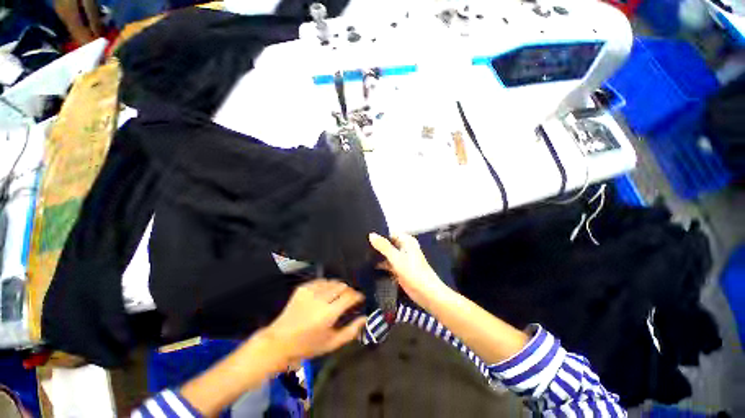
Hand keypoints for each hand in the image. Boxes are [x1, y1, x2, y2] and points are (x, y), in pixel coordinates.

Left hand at [263, 280, 366, 366]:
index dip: (357, 295)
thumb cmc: (308, 345)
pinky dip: (326, 285)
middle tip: (349, 298)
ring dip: (338, 287)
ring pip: (332, 282)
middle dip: (348, 291)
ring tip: (337, 295)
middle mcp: (320, 299)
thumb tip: (365, 318)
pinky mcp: (302, 288)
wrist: (279, 341)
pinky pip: (320, 281)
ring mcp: (310, 292)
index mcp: (328, 314)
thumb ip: (351, 331)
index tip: (360, 298)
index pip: (349, 296)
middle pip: (342, 286)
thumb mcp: (332, 344)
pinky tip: (325, 292)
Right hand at [369, 233, 448, 306]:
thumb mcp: (396, 258)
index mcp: (406, 241)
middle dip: (376, 245)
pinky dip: (380, 265)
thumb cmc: (413, 272)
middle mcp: (404, 247)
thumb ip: (383, 246)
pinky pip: (387, 264)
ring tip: (361, 255)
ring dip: (377, 256)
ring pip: (387, 254)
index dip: (378, 234)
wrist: (427, 294)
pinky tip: (368, 266)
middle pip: (387, 243)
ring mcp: (401, 259)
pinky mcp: (399, 269)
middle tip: (359, 245)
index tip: (364, 235)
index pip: (389, 233)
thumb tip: (371, 234)